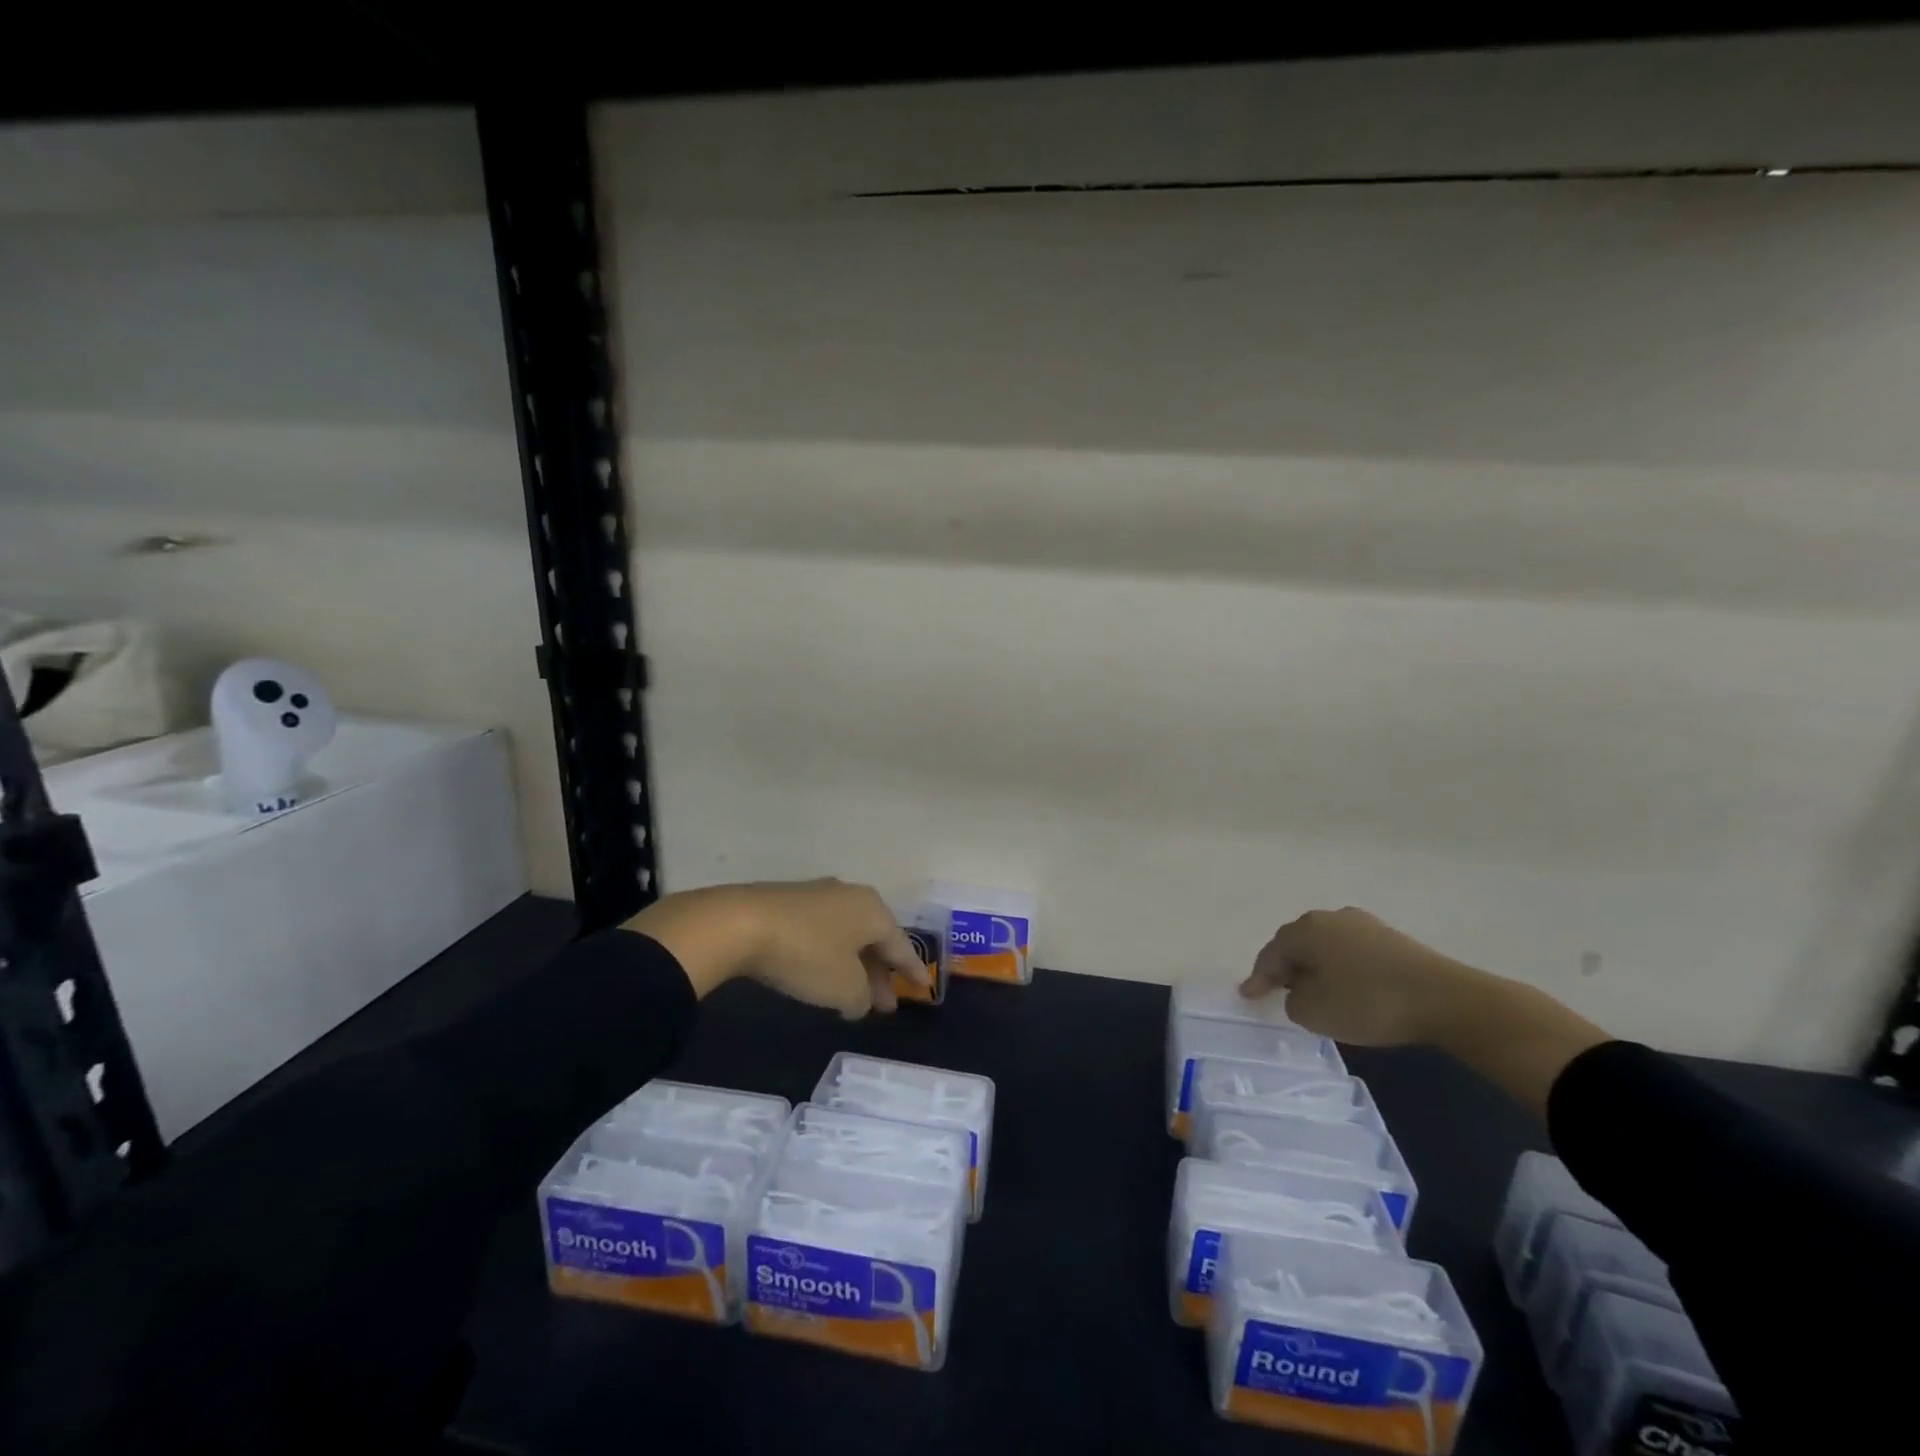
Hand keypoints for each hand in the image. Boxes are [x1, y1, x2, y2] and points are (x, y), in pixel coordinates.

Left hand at [629, 879, 928, 1016]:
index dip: (913, 970)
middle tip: (884, 1005)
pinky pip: (822, 932)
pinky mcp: (789, 902)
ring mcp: (818, 895)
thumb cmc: (806, 954)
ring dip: (854, 966)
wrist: (741, 923)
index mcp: (873, 911)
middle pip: (874, 939)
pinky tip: (820, 976)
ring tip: (852, 997)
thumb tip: (860, 998)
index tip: (924, 987)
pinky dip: (829, 956)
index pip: (901, 945)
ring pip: (847, 935)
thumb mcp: (843, 987)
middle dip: (880, 973)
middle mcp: (851, 896)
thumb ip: (861, 997)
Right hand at [1239, 907, 1467, 1045]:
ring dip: (1316, 968)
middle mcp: (1330, 917)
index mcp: (1305, 929)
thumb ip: (1292, 1000)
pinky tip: (1348, 988)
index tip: (1247, 996)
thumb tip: (1300, 991)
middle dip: (1286, 968)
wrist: (1445, 999)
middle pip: (1297, 944)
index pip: (1271, 954)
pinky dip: (1342, 969)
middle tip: (1278, 991)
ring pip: (1326, 947)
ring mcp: (1364, 924)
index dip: (1257, 978)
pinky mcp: (1392, 939)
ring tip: (1314, 992)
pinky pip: (1351, 953)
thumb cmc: (1368, 1002)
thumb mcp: (1314, 1012)